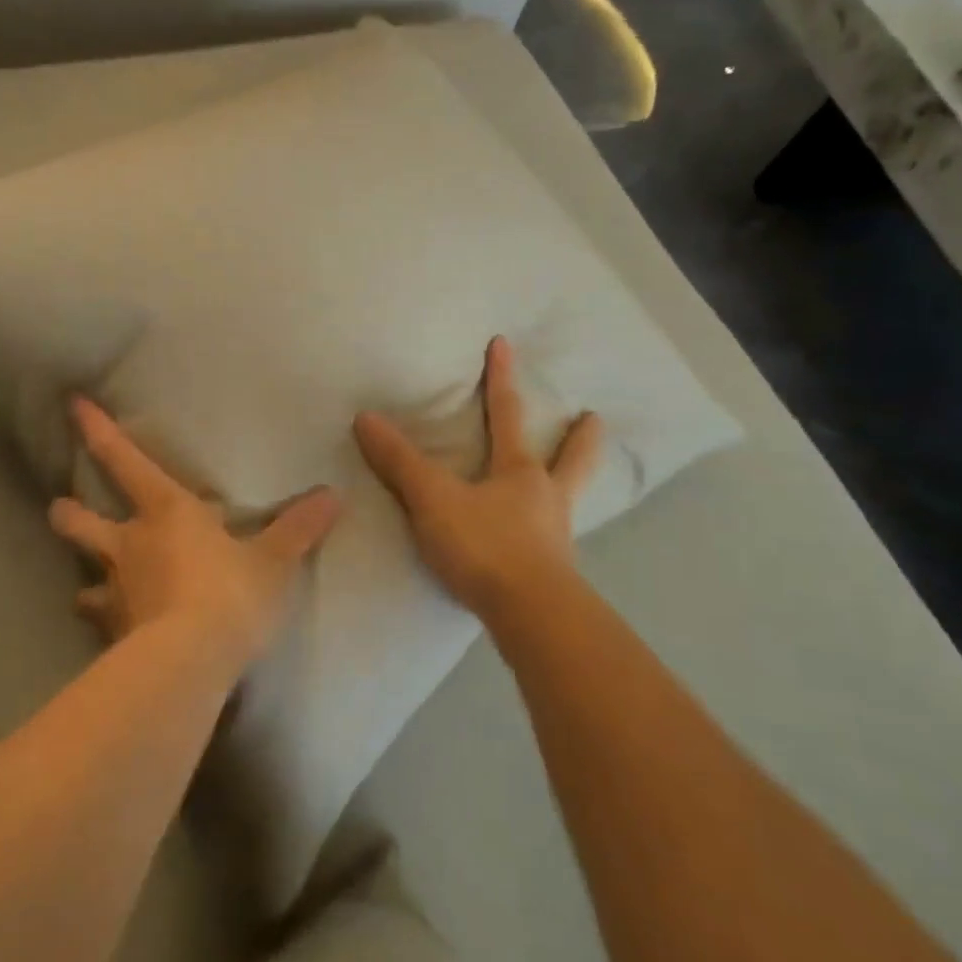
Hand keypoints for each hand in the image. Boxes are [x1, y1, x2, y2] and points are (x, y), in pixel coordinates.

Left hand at [48, 398, 341, 675]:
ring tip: (89, 588)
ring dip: (86, 579)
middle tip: (61, 508)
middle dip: (68, 512)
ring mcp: (116, 591)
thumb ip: (300, 528)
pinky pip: (102, 624)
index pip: (125, 461)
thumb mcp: (275, 560)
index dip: (98, 431)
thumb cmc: (232, 594)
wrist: (191, 663)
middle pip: (81, 520)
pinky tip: (116, 633)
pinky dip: (106, 624)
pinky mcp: (113, 635)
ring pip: (83, 578)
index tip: (73, 405)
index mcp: (167, 511)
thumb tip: (334, 495)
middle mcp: (130, 544)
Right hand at [353, 336, 603, 624]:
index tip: (503, 344)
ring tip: (572, 479)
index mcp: (519, 472)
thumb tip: (366, 418)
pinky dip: (553, 529)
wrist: (531, 617)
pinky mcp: (554, 573)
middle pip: (571, 459)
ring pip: (570, 499)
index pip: (508, 414)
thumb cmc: (485, 546)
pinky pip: (555, 540)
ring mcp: (556, 536)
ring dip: (574, 481)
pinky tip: (545, 540)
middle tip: (595, 418)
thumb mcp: (433, 501)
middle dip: (579, 438)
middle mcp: (546, 498)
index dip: (501, 378)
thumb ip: (400, 462)